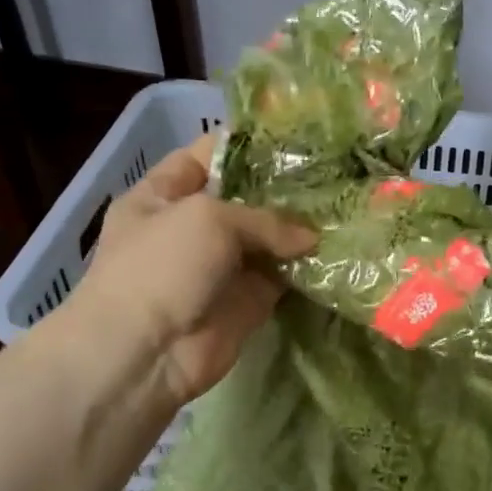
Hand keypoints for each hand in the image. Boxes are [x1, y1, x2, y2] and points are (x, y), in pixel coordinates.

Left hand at [54, 134, 314, 409]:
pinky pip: (280, 278)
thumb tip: (310, 237)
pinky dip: (305, 268)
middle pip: (245, 198)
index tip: (295, 137)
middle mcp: (192, 227)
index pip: (207, 156)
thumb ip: (265, 219)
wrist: (145, 354)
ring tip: (346, 207)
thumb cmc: (162, 267)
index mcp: (163, 195)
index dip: (247, 144)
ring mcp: (220, 266)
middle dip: (284, 188)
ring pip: (268, 240)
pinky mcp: (246, 302)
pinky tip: (337, 250)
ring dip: (300, 229)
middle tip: (335, 172)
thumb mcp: (208, 219)